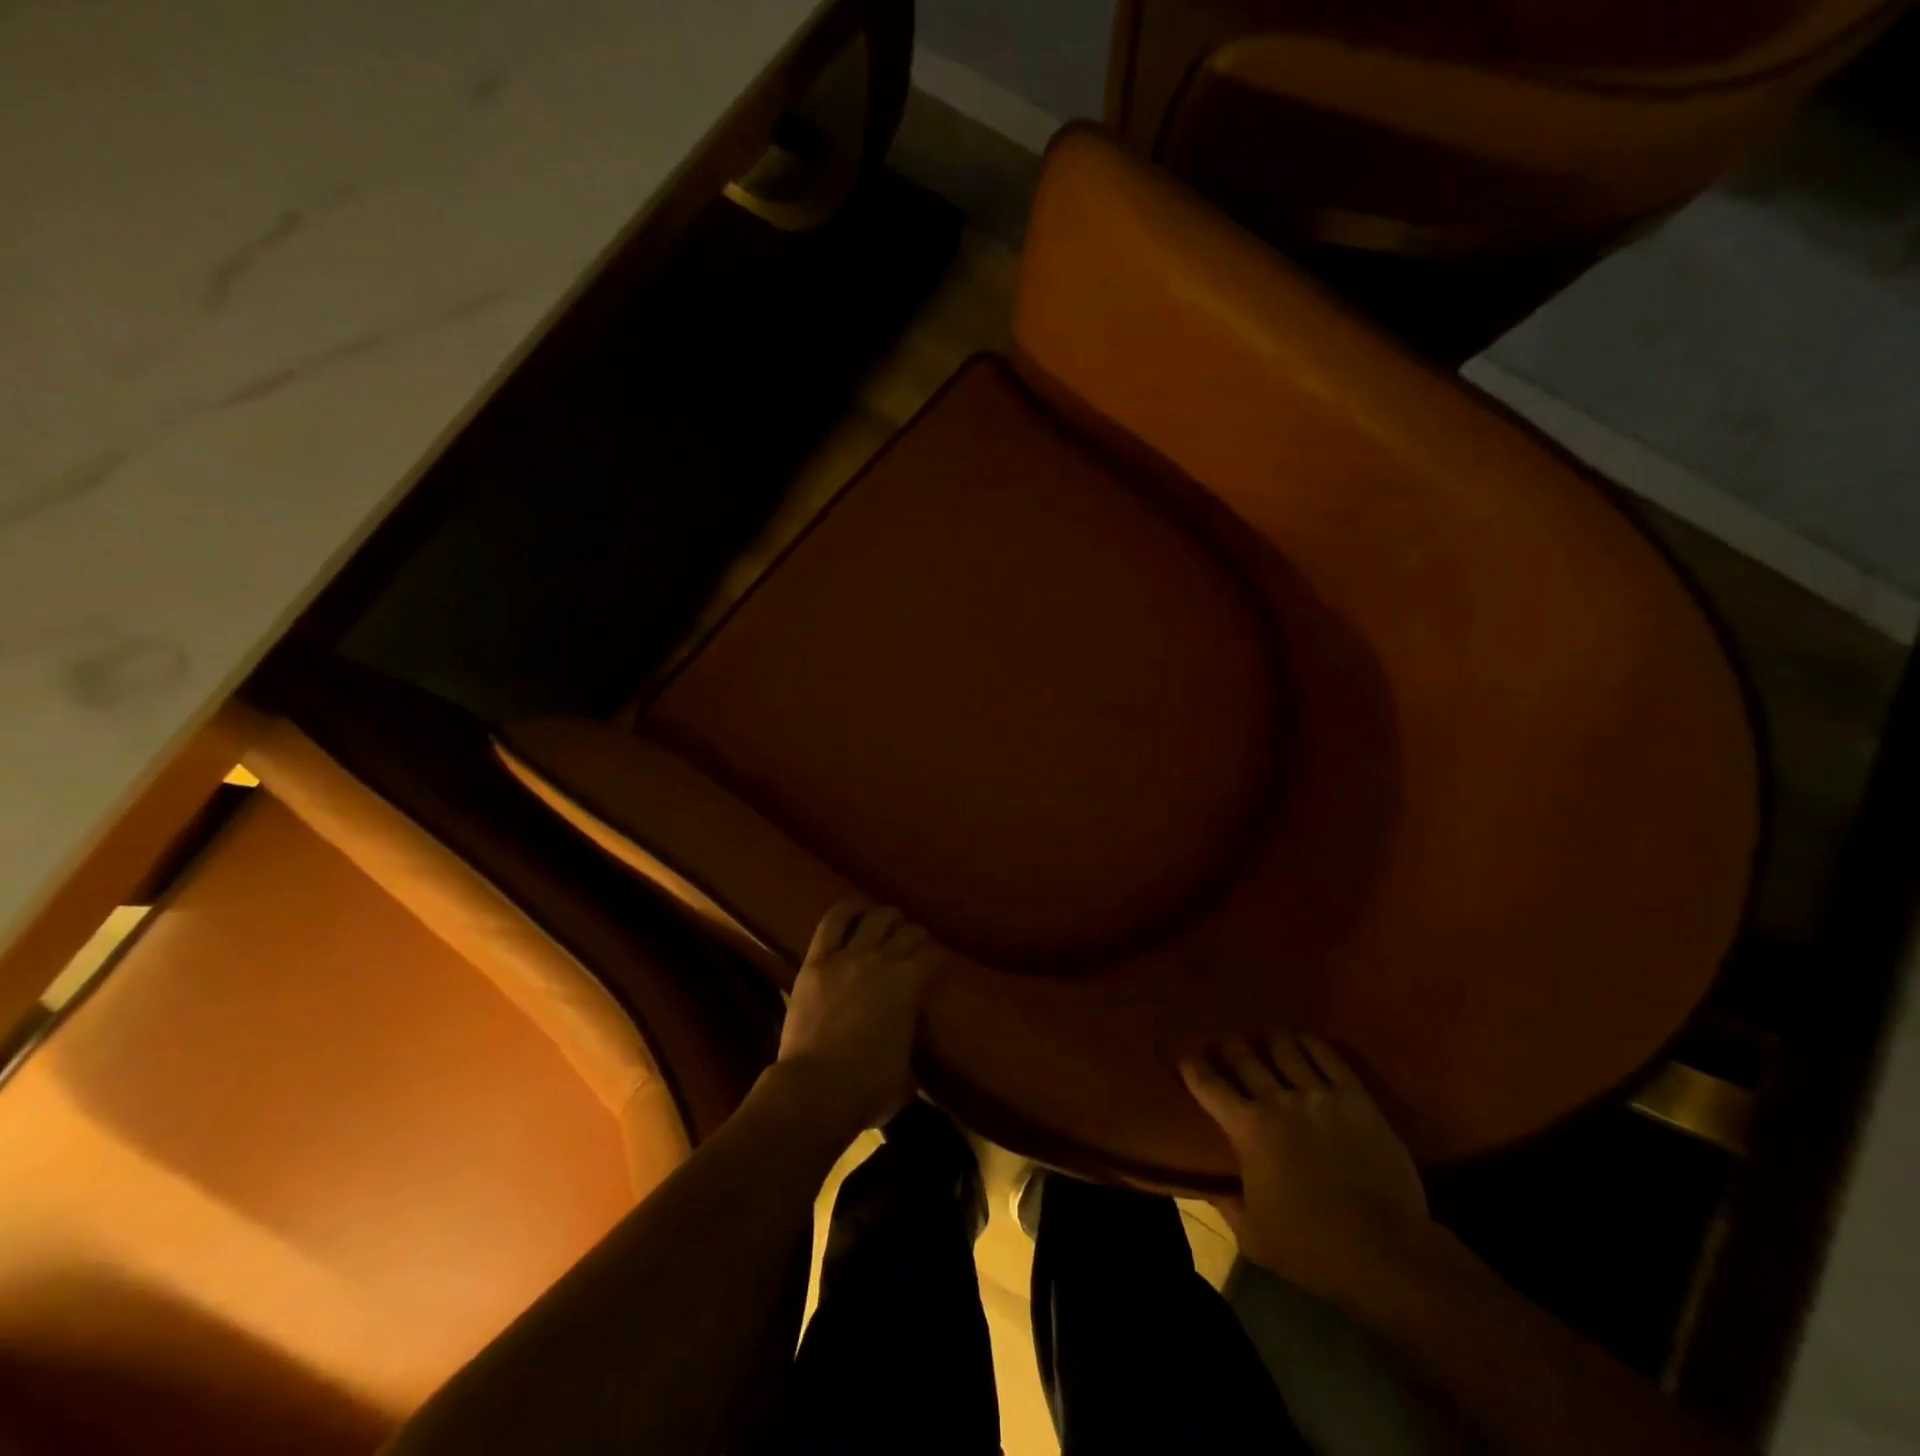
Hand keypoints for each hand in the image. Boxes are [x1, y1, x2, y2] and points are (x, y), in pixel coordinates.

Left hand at [774, 903, 944, 1129]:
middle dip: (915, 935)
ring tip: (888, 920)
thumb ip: (910, 1048)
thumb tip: (909, 1052)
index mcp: (911, 983)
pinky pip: (832, 922)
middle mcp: (884, 960)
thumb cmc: (868, 1089)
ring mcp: (848, 956)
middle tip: (914, 944)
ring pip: (874, 918)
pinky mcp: (816, 961)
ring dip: (886, 916)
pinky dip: (846, 910)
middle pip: (908, 932)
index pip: (933, 956)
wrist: (816, 1090)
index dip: (937, 957)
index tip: (936, 963)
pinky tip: (854, 908)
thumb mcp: (907, 1073)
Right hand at [1181, 1032, 1433, 1304]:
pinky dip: (1312, 1045)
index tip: (1187, 1060)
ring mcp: (1319, 1095)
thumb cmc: (1312, 1249)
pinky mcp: (1356, 1099)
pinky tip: (1305, 1042)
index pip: (1209, 1085)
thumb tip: (1211, 1187)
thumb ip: (1227, 1205)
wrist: (1386, 1254)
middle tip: (1227, 1045)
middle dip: (1231, 1048)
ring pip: (1286, 1049)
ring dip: (1271, 1041)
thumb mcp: (1253, 1238)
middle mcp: (1278, 1100)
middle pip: (1245, 1058)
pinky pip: (1329, 1057)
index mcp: (1248, 1128)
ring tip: (1267, 1038)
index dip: (1193, 1069)